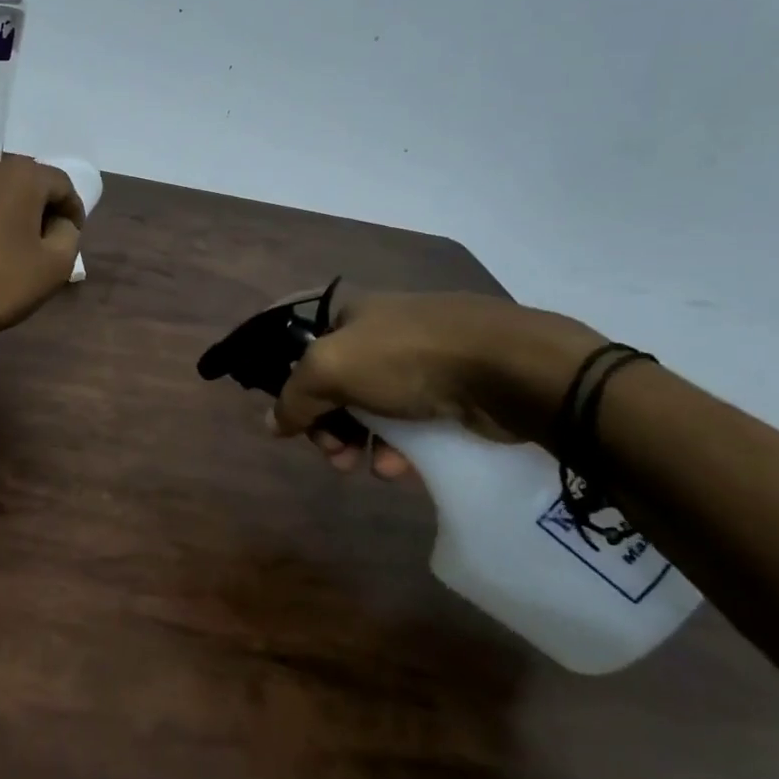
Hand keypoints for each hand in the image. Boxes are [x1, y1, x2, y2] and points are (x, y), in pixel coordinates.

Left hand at [0, 156, 84, 350]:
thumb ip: (69, 234)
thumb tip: (60, 223)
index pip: (61, 184)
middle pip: (25, 180)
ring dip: (8, 210)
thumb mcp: (55, 266)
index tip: (73, 235)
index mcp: (21, 175)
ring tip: (10, 243)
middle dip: (39, 206)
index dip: (73, 210)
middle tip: (44, 239)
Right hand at [271, 289, 602, 478]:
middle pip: (331, 380)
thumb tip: (270, 423)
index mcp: (347, 311)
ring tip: (367, 468)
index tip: (285, 415)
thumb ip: (293, 398)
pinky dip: (396, 445)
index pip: (296, 339)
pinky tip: (399, 468)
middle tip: (332, 454)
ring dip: (358, 441)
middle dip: (324, 423)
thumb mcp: (330, 370)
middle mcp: (378, 330)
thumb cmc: (406, 357)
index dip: (282, 374)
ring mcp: (417, 358)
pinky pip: (407, 420)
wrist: (507, 368)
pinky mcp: (449, 388)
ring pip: (369, 405)